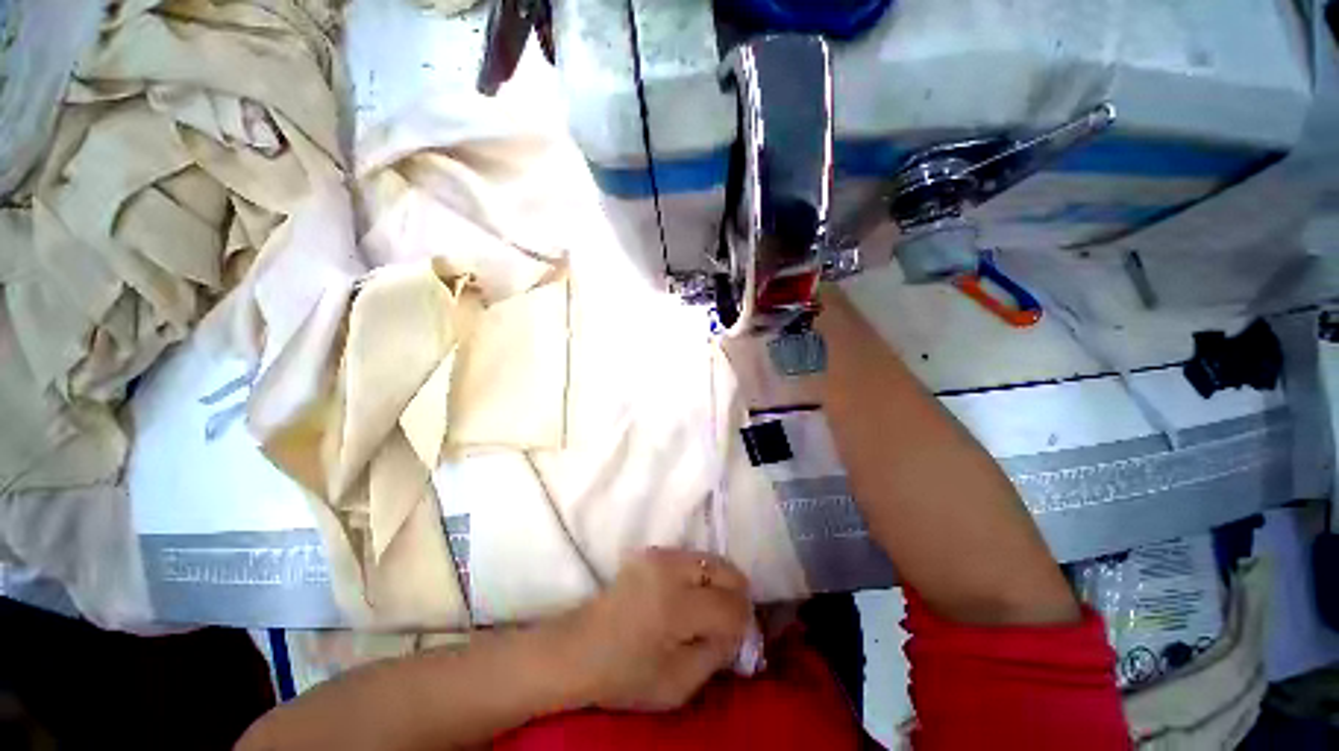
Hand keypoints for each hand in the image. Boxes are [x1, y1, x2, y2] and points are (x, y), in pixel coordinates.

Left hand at [561, 548, 752, 711]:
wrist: (580, 648)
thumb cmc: (626, 675)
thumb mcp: (678, 685)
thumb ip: (716, 655)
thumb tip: (737, 630)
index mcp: (676, 606)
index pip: (730, 605)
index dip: (743, 622)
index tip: (739, 637)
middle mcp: (670, 569)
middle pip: (726, 570)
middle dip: (737, 596)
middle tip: (731, 620)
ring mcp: (660, 555)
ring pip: (711, 559)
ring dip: (720, 583)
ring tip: (712, 608)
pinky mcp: (652, 551)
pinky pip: (692, 558)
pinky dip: (703, 575)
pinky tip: (692, 596)